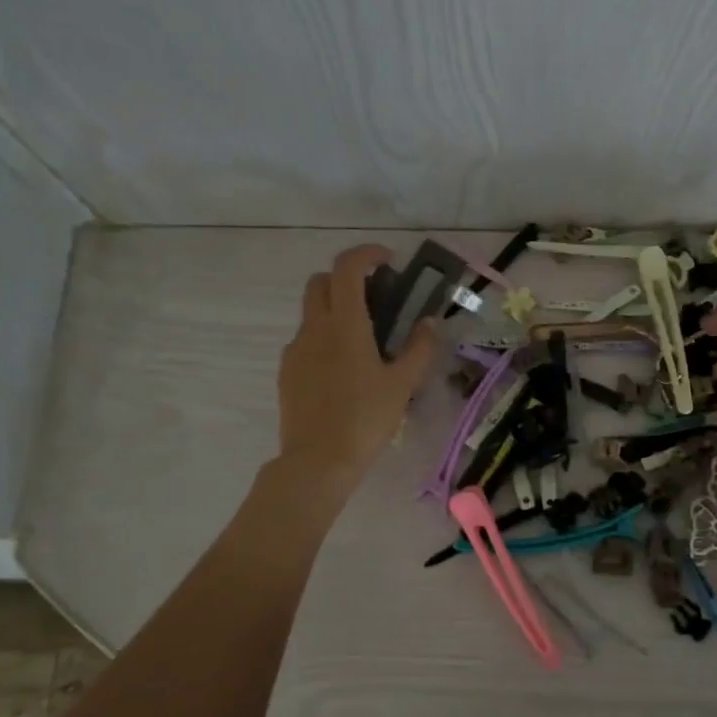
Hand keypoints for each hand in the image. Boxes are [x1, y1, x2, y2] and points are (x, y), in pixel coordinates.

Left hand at [274, 244, 437, 498]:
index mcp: (344, 325)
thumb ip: (419, 349)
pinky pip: (306, 341)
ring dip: (336, 310)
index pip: (346, 268)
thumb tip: (429, 323)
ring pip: (312, 312)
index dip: (366, 254)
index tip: (388, 261)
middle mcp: (314, 328)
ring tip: (364, 342)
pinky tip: (343, 370)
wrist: (317, 462)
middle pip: (321, 282)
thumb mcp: (402, 385)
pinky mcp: (287, 371)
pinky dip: (324, 338)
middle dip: (346, 279)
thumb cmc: (365, 420)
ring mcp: (295, 350)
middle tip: (375, 299)